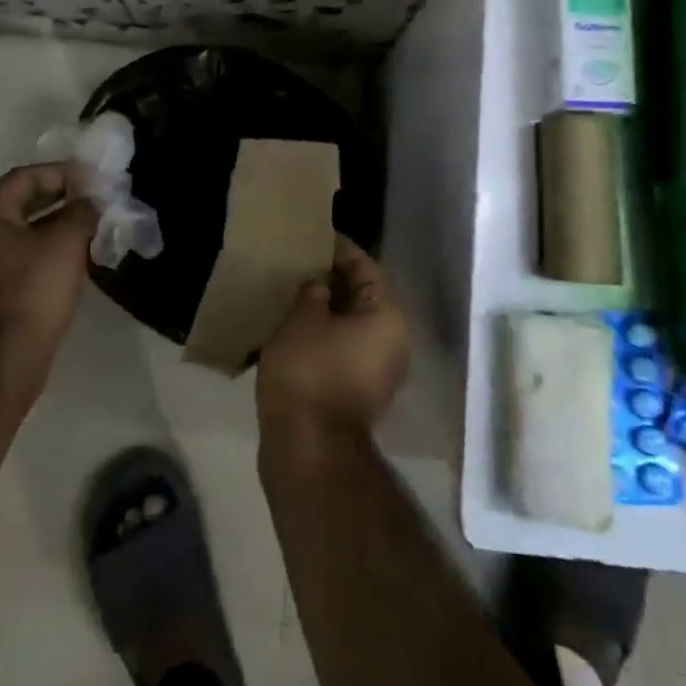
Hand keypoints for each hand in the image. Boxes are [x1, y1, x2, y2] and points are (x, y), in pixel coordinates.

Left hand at [0, 163, 99, 382]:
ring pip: (20, 230)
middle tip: (94, 200)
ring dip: (54, 224)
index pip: (25, 177)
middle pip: (20, 202)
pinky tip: (72, 255)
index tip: (93, 179)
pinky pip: (17, 254)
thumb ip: (81, 210)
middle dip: (60, 198)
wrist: (4, 359)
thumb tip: (89, 200)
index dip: (62, 173)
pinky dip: (43, 247)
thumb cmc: (33, 290)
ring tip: (89, 225)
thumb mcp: (66, 242)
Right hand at [257, 236, 410, 443]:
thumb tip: (320, 280)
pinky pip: (344, 346)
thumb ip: (313, 289)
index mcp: (388, 316)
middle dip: (331, 278)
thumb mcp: (303, 318)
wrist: (308, 448)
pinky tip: (294, 324)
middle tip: (299, 262)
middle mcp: (393, 340)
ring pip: (352, 323)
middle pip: (363, 295)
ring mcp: (379, 368)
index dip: (339, 250)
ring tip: (292, 290)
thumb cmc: (309, 372)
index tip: (313, 237)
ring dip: (326, 307)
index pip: (366, 267)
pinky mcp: (359, 389)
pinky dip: (323, 332)